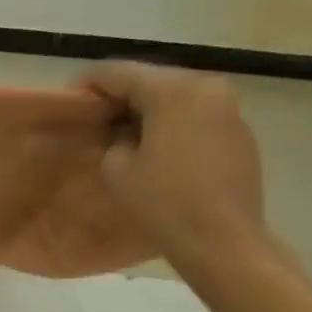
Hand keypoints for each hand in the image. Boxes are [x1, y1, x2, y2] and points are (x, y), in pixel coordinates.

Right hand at [83, 62, 267, 276]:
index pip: (120, 72)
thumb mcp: (117, 169)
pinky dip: (174, 125)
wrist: (221, 239)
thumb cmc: (163, 202)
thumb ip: (113, 139)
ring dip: (149, 110)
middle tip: (96, 115)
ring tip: (125, 133)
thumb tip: (124, 133)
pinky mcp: (240, 133)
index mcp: (173, 90)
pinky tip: (158, 148)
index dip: (90, 82)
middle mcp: (206, 87)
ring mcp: (229, 109)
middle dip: (122, 95)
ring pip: (177, 98)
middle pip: (153, 80)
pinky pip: (197, 117)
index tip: (70, 96)